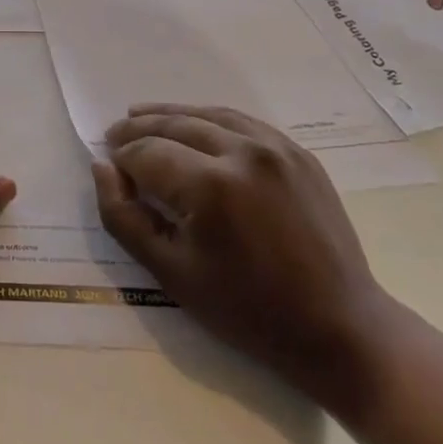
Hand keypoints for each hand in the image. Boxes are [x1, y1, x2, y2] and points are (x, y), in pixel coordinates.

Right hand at [93, 104, 392, 417]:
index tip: (108, 168)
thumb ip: (124, 217)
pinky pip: (242, 121)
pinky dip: (209, 118)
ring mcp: (276, 148)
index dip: (121, 158)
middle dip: (138, 128)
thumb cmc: (248, 311)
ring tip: (140, 116)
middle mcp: (243, 153)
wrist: (341, 329)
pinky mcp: (298, 153)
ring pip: (208, 114)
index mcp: (211, 186)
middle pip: (175, 124)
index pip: (147, 153)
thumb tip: (102, 168)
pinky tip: (193, 125)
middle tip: (114, 136)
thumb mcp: (171, 273)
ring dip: (170, 114)